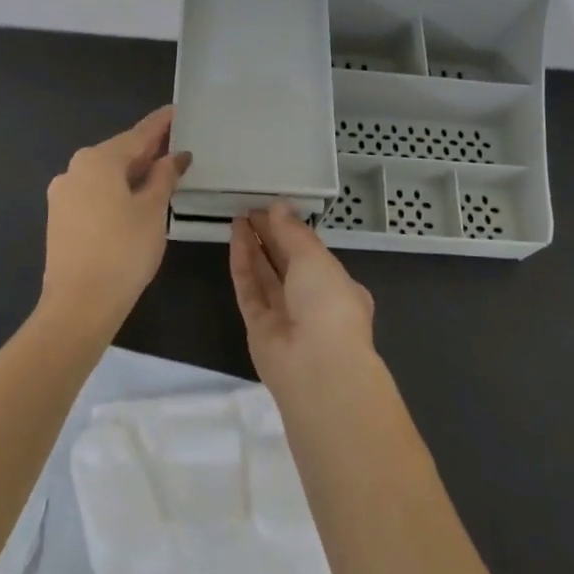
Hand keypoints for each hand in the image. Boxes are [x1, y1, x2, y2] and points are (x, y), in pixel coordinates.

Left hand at [39, 107, 191, 340]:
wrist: (79, 304)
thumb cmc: (123, 250)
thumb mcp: (152, 210)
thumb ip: (164, 177)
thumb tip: (175, 156)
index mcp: (98, 160)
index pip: (138, 134)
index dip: (161, 124)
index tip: (177, 110)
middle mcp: (75, 169)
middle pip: (119, 153)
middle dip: (147, 150)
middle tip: (175, 145)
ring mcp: (63, 194)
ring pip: (105, 174)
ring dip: (132, 173)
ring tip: (160, 175)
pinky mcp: (60, 218)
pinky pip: (94, 193)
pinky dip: (116, 191)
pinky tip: (134, 201)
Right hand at [229, 204, 376, 396]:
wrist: (317, 367)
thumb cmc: (329, 303)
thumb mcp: (315, 258)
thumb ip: (293, 231)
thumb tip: (278, 206)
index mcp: (340, 287)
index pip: (314, 255)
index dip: (294, 231)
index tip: (274, 208)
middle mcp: (313, 302)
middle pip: (287, 263)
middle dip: (271, 236)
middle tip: (251, 209)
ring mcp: (285, 317)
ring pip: (266, 276)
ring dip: (253, 246)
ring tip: (238, 217)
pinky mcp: (258, 328)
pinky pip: (249, 290)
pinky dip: (242, 264)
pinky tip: (234, 237)